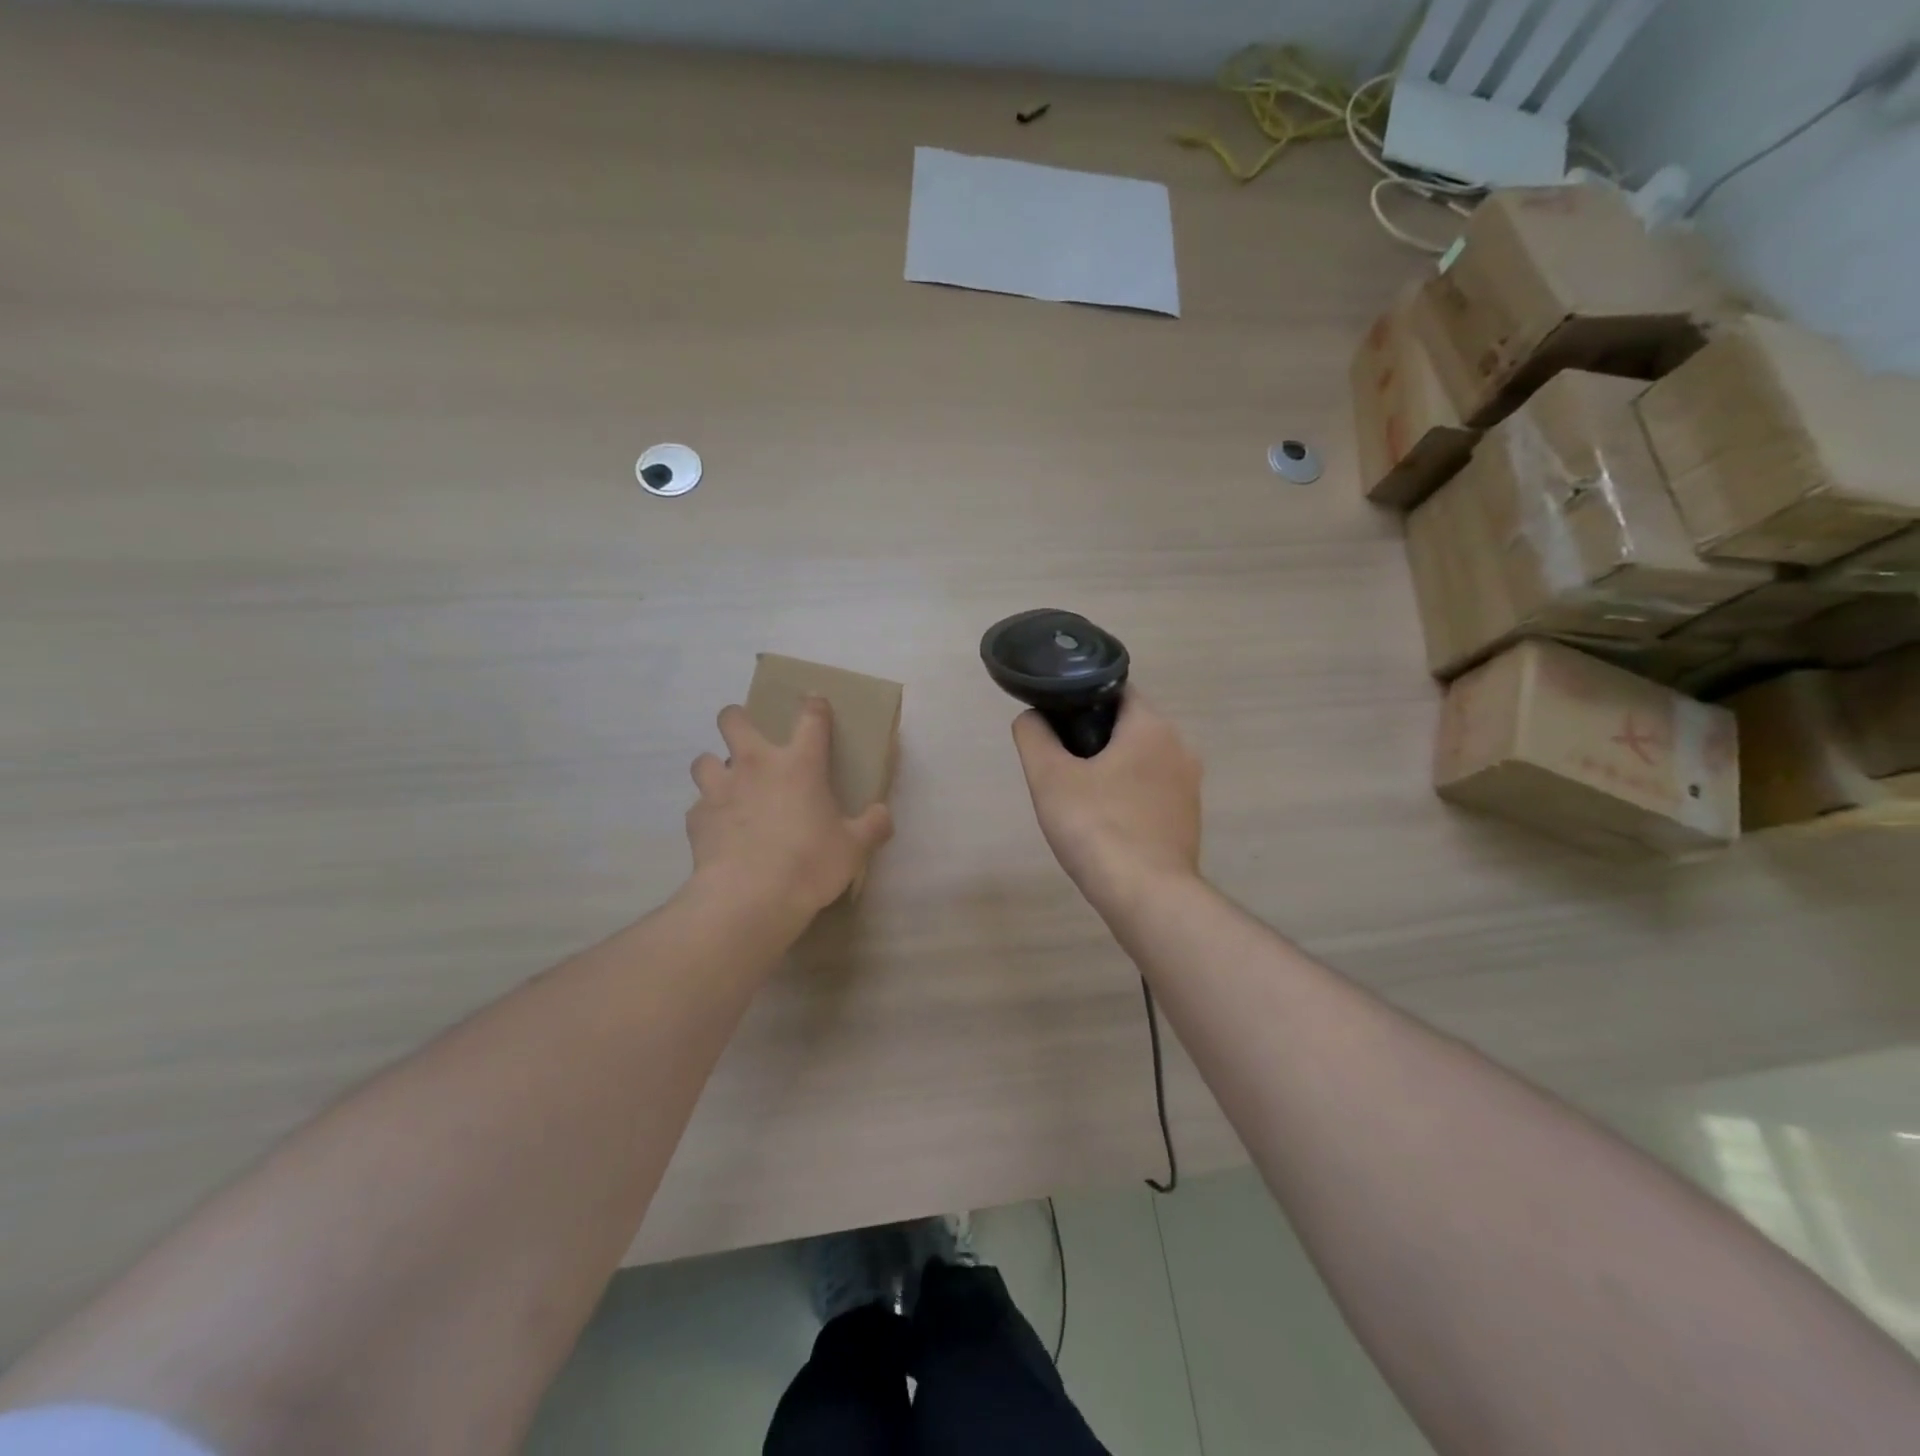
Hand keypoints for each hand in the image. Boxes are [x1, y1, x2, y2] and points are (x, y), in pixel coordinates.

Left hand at [688, 699, 893, 922]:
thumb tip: (882, 814)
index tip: (814, 702)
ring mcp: (721, 789)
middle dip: (738, 719)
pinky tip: (718, 830)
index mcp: (800, 764)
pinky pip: (698, 805)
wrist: (749, 897)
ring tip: (727, 786)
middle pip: (734, 719)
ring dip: (715, 767)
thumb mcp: (854, 848)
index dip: (814, 705)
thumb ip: (873, 826)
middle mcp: (755, 765)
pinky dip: (708, 813)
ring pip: (704, 759)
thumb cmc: (809, 864)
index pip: (810, 718)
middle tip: (748, 738)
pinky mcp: (696, 818)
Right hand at [1011, 688, 1202, 911]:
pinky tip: (1104, 822)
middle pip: (1129, 727)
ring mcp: (1189, 786)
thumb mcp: (1049, 777)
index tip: (1055, 722)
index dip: (1081, 699)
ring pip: (1141, 761)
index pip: (1116, 691)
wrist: (1146, 896)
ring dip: (1111, 769)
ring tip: (1077, 795)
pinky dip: (1128, 797)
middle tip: (1059, 762)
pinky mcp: (1188, 819)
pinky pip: (1152, 792)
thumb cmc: (1096, 826)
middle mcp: (1180, 748)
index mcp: (1152, 727)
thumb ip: (1034, 736)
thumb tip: (1032, 717)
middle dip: (1093, 738)